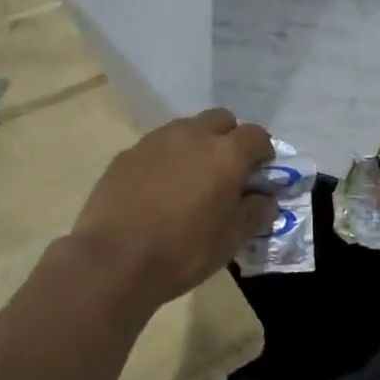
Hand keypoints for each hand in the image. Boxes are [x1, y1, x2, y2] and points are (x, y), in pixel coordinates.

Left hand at [69, 108, 275, 309]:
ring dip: (196, 145)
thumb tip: (265, 197)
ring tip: (190, 179)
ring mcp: (156, 140)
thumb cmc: (183, 251)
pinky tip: (158, 189)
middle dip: (230, 138)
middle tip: (227, 171)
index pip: (256, 135)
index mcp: (226, 153)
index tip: (260, 173)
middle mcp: (193, 135)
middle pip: (221, 119)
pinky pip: (157, 146)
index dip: (263, 152)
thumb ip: (255, 211)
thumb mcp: (231, 239)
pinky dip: (166, 159)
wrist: (114, 260)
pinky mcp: (127, 153)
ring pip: (187, 128)